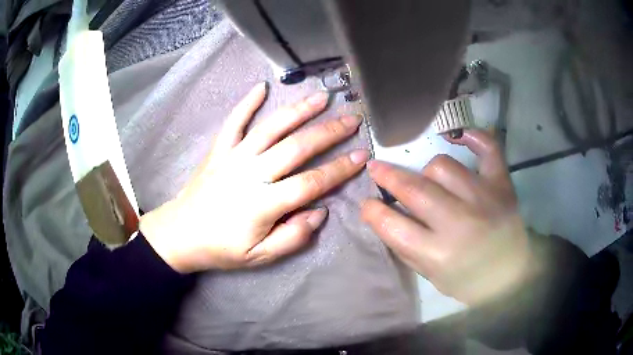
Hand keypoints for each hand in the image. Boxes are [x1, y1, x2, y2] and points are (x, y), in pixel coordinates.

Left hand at [140, 83, 369, 272]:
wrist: (180, 233)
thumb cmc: (221, 248)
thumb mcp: (260, 257)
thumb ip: (292, 237)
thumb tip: (320, 212)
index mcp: (264, 204)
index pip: (311, 182)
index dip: (339, 169)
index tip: (361, 155)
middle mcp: (251, 174)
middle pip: (296, 147)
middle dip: (329, 131)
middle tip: (352, 118)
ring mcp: (233, 157)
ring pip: (271, 128)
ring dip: (298, 110)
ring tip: (321, 97)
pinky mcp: (219, 150)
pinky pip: (233, 121)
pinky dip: (247, 102)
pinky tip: (262, 86)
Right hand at [362, 130, 532, 305]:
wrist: (511, 274)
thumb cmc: (469, 281)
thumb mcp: (431, 276)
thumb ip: (405, 247)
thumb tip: (382, 216)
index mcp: (439, 254)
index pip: (393, 226)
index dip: (372, 211)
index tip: (367, 203)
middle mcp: (460, 222)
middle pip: (414, 189)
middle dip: (387, 176)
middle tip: (377, 169)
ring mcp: (483, 197)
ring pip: (442, 166)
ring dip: (427, 171)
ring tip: (427, 179)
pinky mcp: (501, 184)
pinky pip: (487, 148)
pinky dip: (472, 137)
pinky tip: (457, 136)